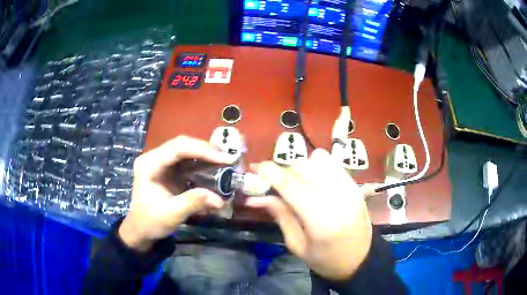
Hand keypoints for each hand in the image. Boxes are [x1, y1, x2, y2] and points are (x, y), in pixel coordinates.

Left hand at [119, 136, 234, 250]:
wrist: (140, 229)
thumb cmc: (150, 222)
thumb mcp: (171, 215)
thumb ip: (193, 203)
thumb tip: (219, 198)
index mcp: (149, 164)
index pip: (178, 148)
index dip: (202, 150)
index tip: (224, 159)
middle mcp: (154, 157)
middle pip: (183, 144)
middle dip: (206, 150)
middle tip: (228, 159)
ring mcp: (161, 162)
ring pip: (187, 149)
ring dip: (206, 155)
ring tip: (225, 162)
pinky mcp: (168, 169)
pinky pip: (187, 160)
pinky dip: (202, 163)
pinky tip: (214, 168)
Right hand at [245, 149, 372, 279]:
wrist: (361, 260)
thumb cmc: (326, 260)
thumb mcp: (297, 245)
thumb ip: (280, 215)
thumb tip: (255, 197)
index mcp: (320, 220)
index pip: (291, 185)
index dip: (269, 171)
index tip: (255, 167)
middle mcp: (337, 198)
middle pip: (303, 167)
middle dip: (283, 171)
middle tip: (275, 184)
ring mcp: (350, 189)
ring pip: (318, 160)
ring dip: (301, 167)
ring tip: (297, 183)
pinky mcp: (356, 186)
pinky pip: (332, 163)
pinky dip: (318, 166)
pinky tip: (314, 180)